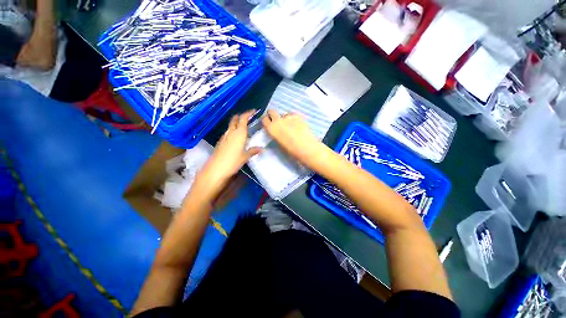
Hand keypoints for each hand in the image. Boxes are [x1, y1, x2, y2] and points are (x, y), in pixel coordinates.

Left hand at [194, 110, 260, 198]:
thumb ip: (253, 151)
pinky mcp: (221, 142)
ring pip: (231, 126)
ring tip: (243, 127)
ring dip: (236, 123)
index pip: (243, 119)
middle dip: (241, 116)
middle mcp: (231, 132)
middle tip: (248, 117)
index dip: (248, 113)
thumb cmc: (233, 161)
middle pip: (235, 120)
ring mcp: (224, 136)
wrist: (216, 169)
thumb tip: (261, 149)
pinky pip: (228, 132)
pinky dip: (232, 130)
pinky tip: (235, 137)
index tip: (254, 111)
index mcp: (239, 133)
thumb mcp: (245, 156)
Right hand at [262, 109, 322, 166]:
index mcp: (271, 128)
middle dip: (273, 115)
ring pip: (284, 114)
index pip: (264, 119)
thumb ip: (275, 135)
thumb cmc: (291, 151)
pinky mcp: (298, 116)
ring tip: (291, 126)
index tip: (269, 123)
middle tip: (277, 121)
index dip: (266, 120)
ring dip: (285, 118)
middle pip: (272, 111)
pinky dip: (293, 119)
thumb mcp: (279, 144)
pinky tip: (298, 125)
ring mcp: (288, 117)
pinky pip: (292, 115)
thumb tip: (276, 131)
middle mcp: (278, 120)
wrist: (307, 148)